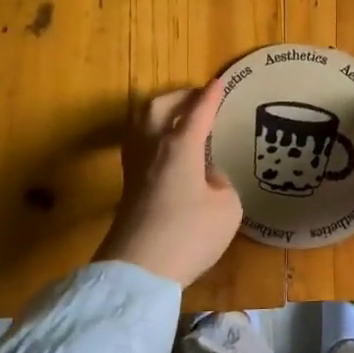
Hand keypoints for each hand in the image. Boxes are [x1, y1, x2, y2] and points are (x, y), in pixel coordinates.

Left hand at [94, 80, 241, 286]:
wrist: (138, 270)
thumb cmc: (189, 234)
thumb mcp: (227, 208)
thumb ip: (220, 184)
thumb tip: (205, 177)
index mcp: (179, 146)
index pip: (197, 112)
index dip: (210, 97)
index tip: (219, 82)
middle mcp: (152, 149)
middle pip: (157, 109)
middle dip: (177, 97)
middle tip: (196, 97)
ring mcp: (135, 169)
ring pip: (140, 126)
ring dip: (159, 115)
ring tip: (177, 118)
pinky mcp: (127, 190)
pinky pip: (140, 148)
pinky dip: (154, 138)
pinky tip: (167, 152)